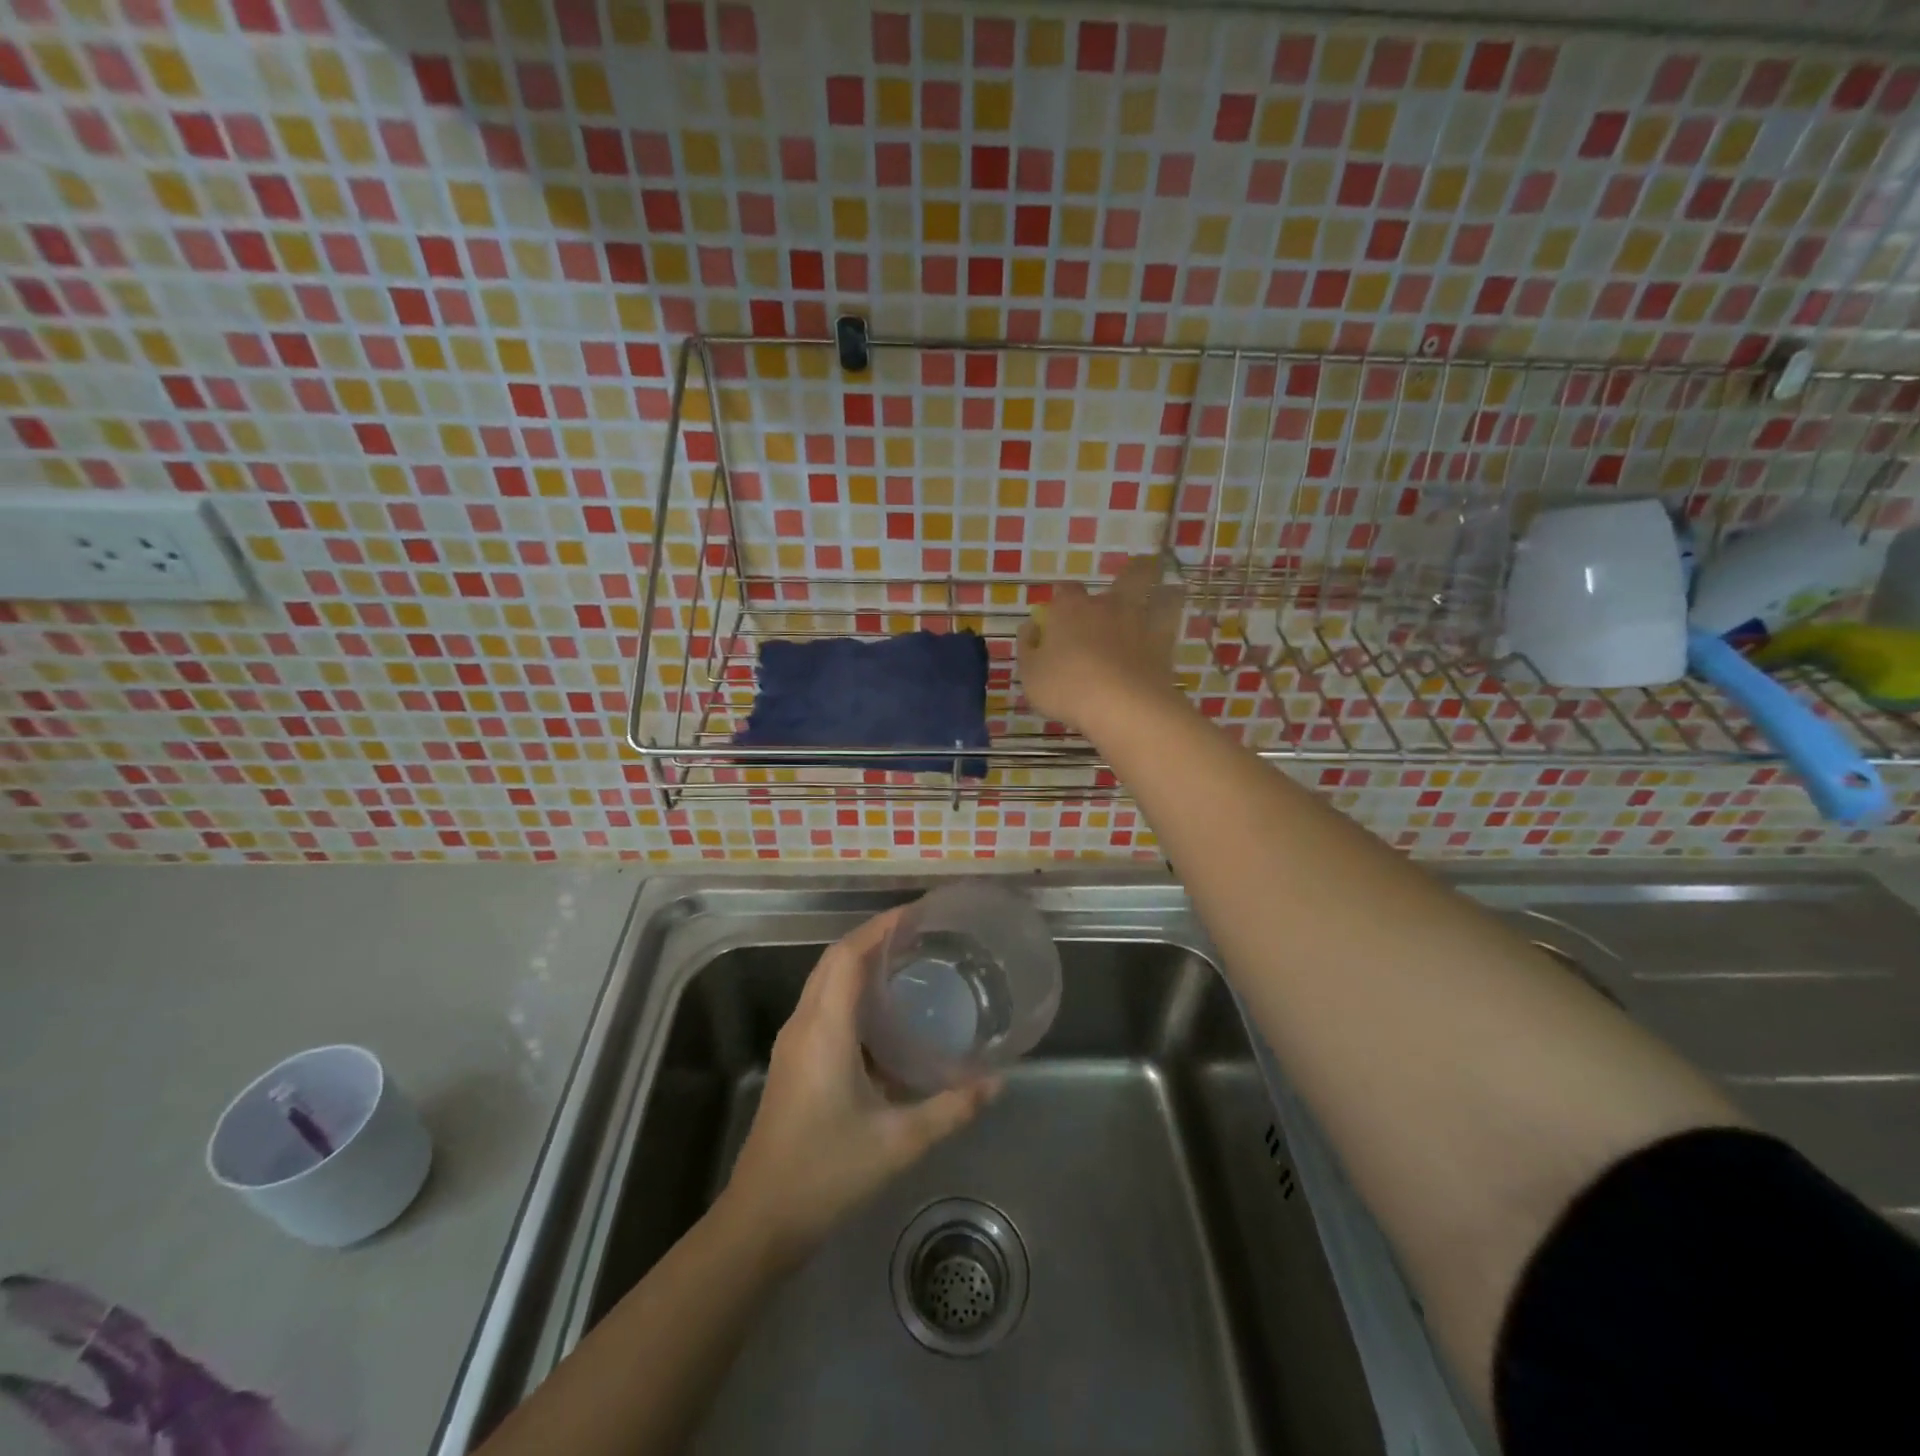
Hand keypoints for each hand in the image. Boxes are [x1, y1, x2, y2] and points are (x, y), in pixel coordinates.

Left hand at [723, 909, 996, 1259]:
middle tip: (921, 933)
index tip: (917, 913)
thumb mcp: (898, 1141)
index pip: (847, 955)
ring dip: (860, 961)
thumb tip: (996, 1082)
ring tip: (907, 960)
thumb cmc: (827, 1172)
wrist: (761, 1220)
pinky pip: (823, 1004)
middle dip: (873, 937)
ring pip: (825, 981)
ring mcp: (794, 1042)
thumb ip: (950, 1108)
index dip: (880, 926)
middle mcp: (804, 1024)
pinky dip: (851, 990)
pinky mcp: (793, 1061)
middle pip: (834, 959)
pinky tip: (884, 1013)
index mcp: (824, 1029)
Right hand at [1018, 554, 1184, 732]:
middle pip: (1127, 576)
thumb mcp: (1030, 674)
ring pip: (1157, 593)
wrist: (1121, 705)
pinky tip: (1173, 623)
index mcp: (1070, 609)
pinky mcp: (1163, 644)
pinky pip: (1172, 623)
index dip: (1062, 598)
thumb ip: (1028, 648)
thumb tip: (1031, 628)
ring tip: (1166, 590)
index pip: (1065, 590)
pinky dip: (1173, 619)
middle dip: (1132, 572)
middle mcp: (1107, 606)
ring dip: (1161, 589)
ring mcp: (1138, 622)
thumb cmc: (1066, 688)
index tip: (1059, 611)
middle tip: (1134, 574)